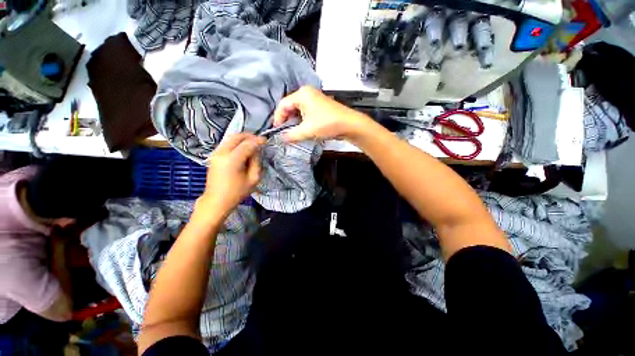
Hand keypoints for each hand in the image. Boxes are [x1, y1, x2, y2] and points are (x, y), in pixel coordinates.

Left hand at [196, 133, 265, 221]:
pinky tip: (243, 148)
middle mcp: (222, 153)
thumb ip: (256, 162)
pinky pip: (226, 143)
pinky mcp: (214, 155)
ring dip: (242, 138)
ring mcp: (216, 153)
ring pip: (230, 138)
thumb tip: (256, 151)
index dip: (257, 141)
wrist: (216, 200)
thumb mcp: (253, 179)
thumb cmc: (236, 192)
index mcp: (232, 160)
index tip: (265, 140)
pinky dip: (236, 142)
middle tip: (259, 140)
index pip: (247, 144)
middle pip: (236, 137)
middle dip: (249, 136)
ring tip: (252, 143)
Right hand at [273, 86, 370, 141]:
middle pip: (290, 107)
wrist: (349, 125)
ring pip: (298, 111)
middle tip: (285, 133)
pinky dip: (302, 121)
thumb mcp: (307, 131)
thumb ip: (291, 135)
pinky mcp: (320, 106)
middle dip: (287, 121)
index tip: (277, 131)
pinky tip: (303, 130)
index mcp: (302, 94)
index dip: (278, 118)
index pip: (283, 105)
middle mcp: (307, 93)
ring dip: (295, 122)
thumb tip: (280, 139)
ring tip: (294, 133)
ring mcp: (315, 99)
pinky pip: (306, 113)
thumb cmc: (327, 124)